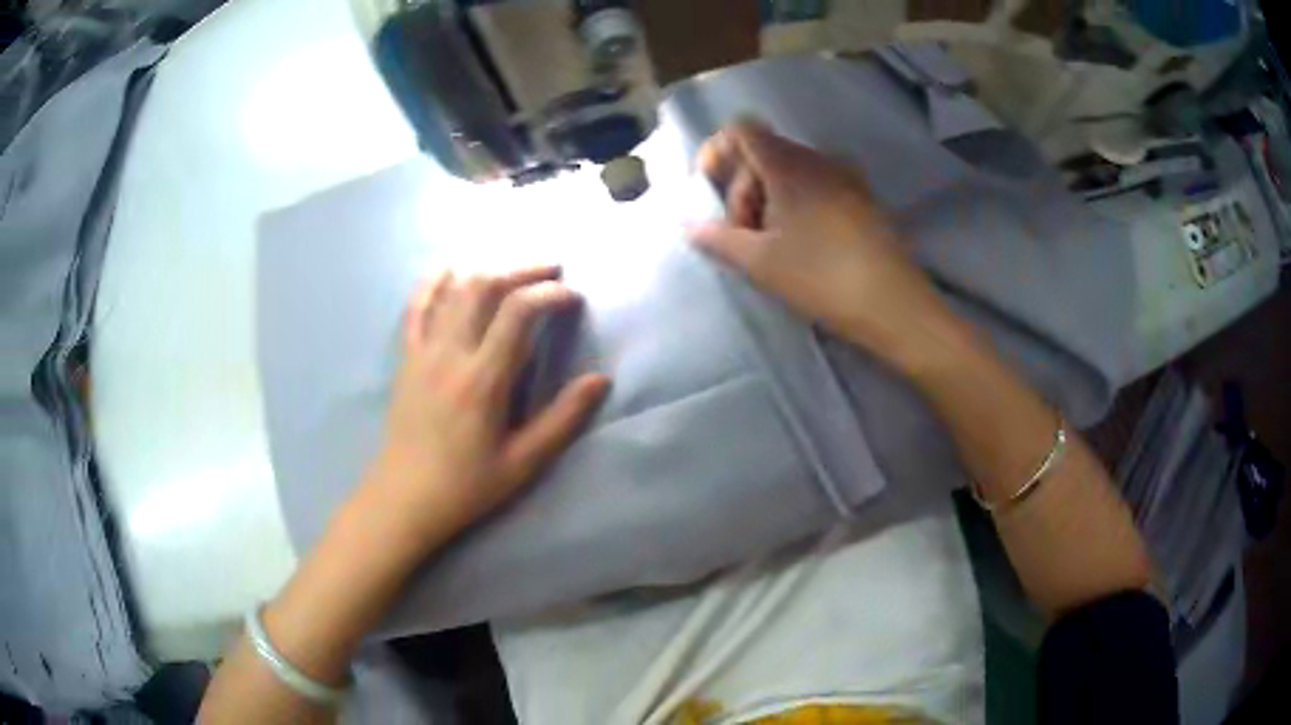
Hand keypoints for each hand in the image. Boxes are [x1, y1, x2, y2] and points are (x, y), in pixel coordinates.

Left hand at [367, 267, 608, 555]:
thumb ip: (563, 419)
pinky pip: (416, 309)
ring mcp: (423, 352)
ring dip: (487, 272)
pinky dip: (433, 285)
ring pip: (453, 291)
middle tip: (551, 270)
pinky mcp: (406, 359)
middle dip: (522, 270)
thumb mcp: (523, 462)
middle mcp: (451, 354)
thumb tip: (600, 380)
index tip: (573, 297)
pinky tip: (447, 271)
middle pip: (484, 286)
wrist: (404, 498)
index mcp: (483, 379)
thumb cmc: (466, 486)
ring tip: (514, 271)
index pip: (518, 312)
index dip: (549, 293)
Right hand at [688, 120, 948, 355]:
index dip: (717, 152)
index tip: (709, 189)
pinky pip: (815, 186)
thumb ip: (717, 238)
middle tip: (742, 237)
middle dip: (741, 190)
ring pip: (789, 173)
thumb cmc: (821, 277)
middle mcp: (817, 159)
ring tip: (771, 247)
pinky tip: (801, 245)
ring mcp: (844, 177)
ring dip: (767, 201)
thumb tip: (689, 225)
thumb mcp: (759, 262)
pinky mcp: (862, 199)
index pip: (741, 130)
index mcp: (788, 165)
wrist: (894, 304)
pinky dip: (795, 205)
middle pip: (763, 154)